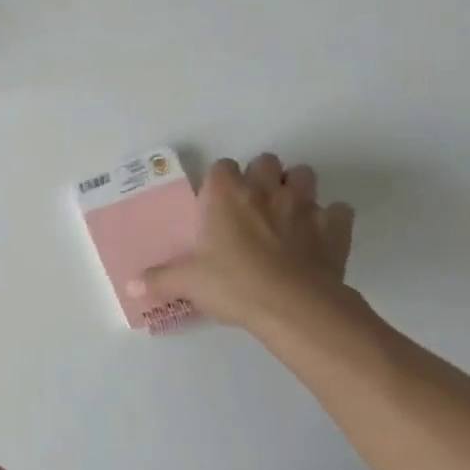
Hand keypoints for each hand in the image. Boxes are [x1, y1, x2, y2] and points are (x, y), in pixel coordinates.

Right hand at [132, 154, 363, 345]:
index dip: (220, 181)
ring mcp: (304, 205)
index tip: (217, 203)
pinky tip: (320, 237)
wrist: (294, 307)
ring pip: (304, 175)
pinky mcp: (334, 227)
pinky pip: (338, 211)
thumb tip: (131, 285)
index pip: (222, 166)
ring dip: (296, 188)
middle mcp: (265, 189)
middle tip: (253, 206)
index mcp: (226, 194)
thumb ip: (160, 279)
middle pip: (266, 161)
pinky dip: (331, 219)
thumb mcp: (188, 283)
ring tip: (287, 213)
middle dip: (262, 177)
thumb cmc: (234, 284)